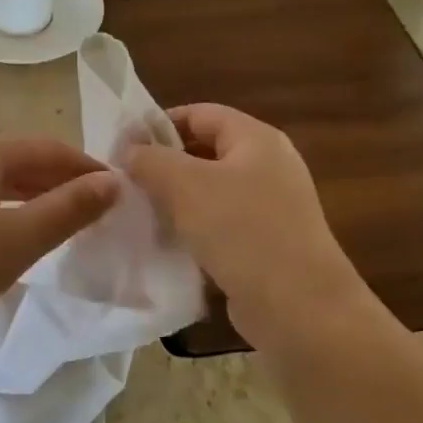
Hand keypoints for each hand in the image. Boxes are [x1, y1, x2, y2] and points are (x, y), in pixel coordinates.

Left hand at [0, 133, 120, 362]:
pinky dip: (9, 210)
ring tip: (71, 222)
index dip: (87, 168)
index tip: (123, 191)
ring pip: (0, 181)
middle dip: (63, 182)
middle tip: (102, 210)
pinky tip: (21, 233)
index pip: (48, 148)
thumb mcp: (17, 241)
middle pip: (23, 160)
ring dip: (37, 197)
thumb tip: (114, 182)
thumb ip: (68, 208)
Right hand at [125, 104, 370, 352]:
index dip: (159, 124)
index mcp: (256, 139)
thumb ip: (150, 159)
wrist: (300, 309)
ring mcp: (272, 207)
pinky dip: (195, 229)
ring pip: (211, 191)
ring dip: (176, 199)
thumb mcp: (185, 185)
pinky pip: (222, 224)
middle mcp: (268, 165)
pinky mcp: (268, 244)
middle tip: (126, 182)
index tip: (123, 147)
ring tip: (140, 213)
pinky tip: (168, 244)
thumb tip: (130, 150)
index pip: (199, 114)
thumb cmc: (242, 231)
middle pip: (205, 151)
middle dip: (165, 164)